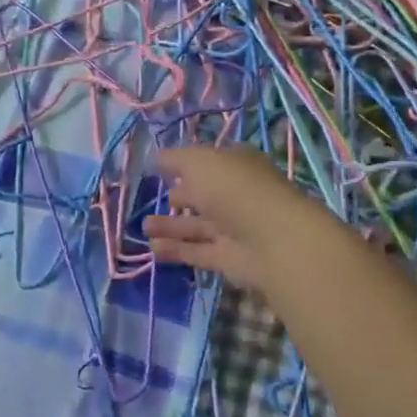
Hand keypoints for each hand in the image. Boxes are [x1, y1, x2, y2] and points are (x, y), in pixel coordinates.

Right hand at [144, 145, 342, 295]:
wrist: (272, 240)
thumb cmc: (234, 188)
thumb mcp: (199, 162)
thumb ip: (175, 159)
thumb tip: (157, 158)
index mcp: (236, 166)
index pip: (209, 162)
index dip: (187, 164)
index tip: (162, 168)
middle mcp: (236, 195)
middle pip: (203, 195)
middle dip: (178, 196)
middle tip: (151, 197)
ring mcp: (234, 229)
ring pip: (197, 226)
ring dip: (171, 226)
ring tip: (144, 227)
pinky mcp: (229, 259)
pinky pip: (197, 252)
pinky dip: (176, 250)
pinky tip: (153, 249)